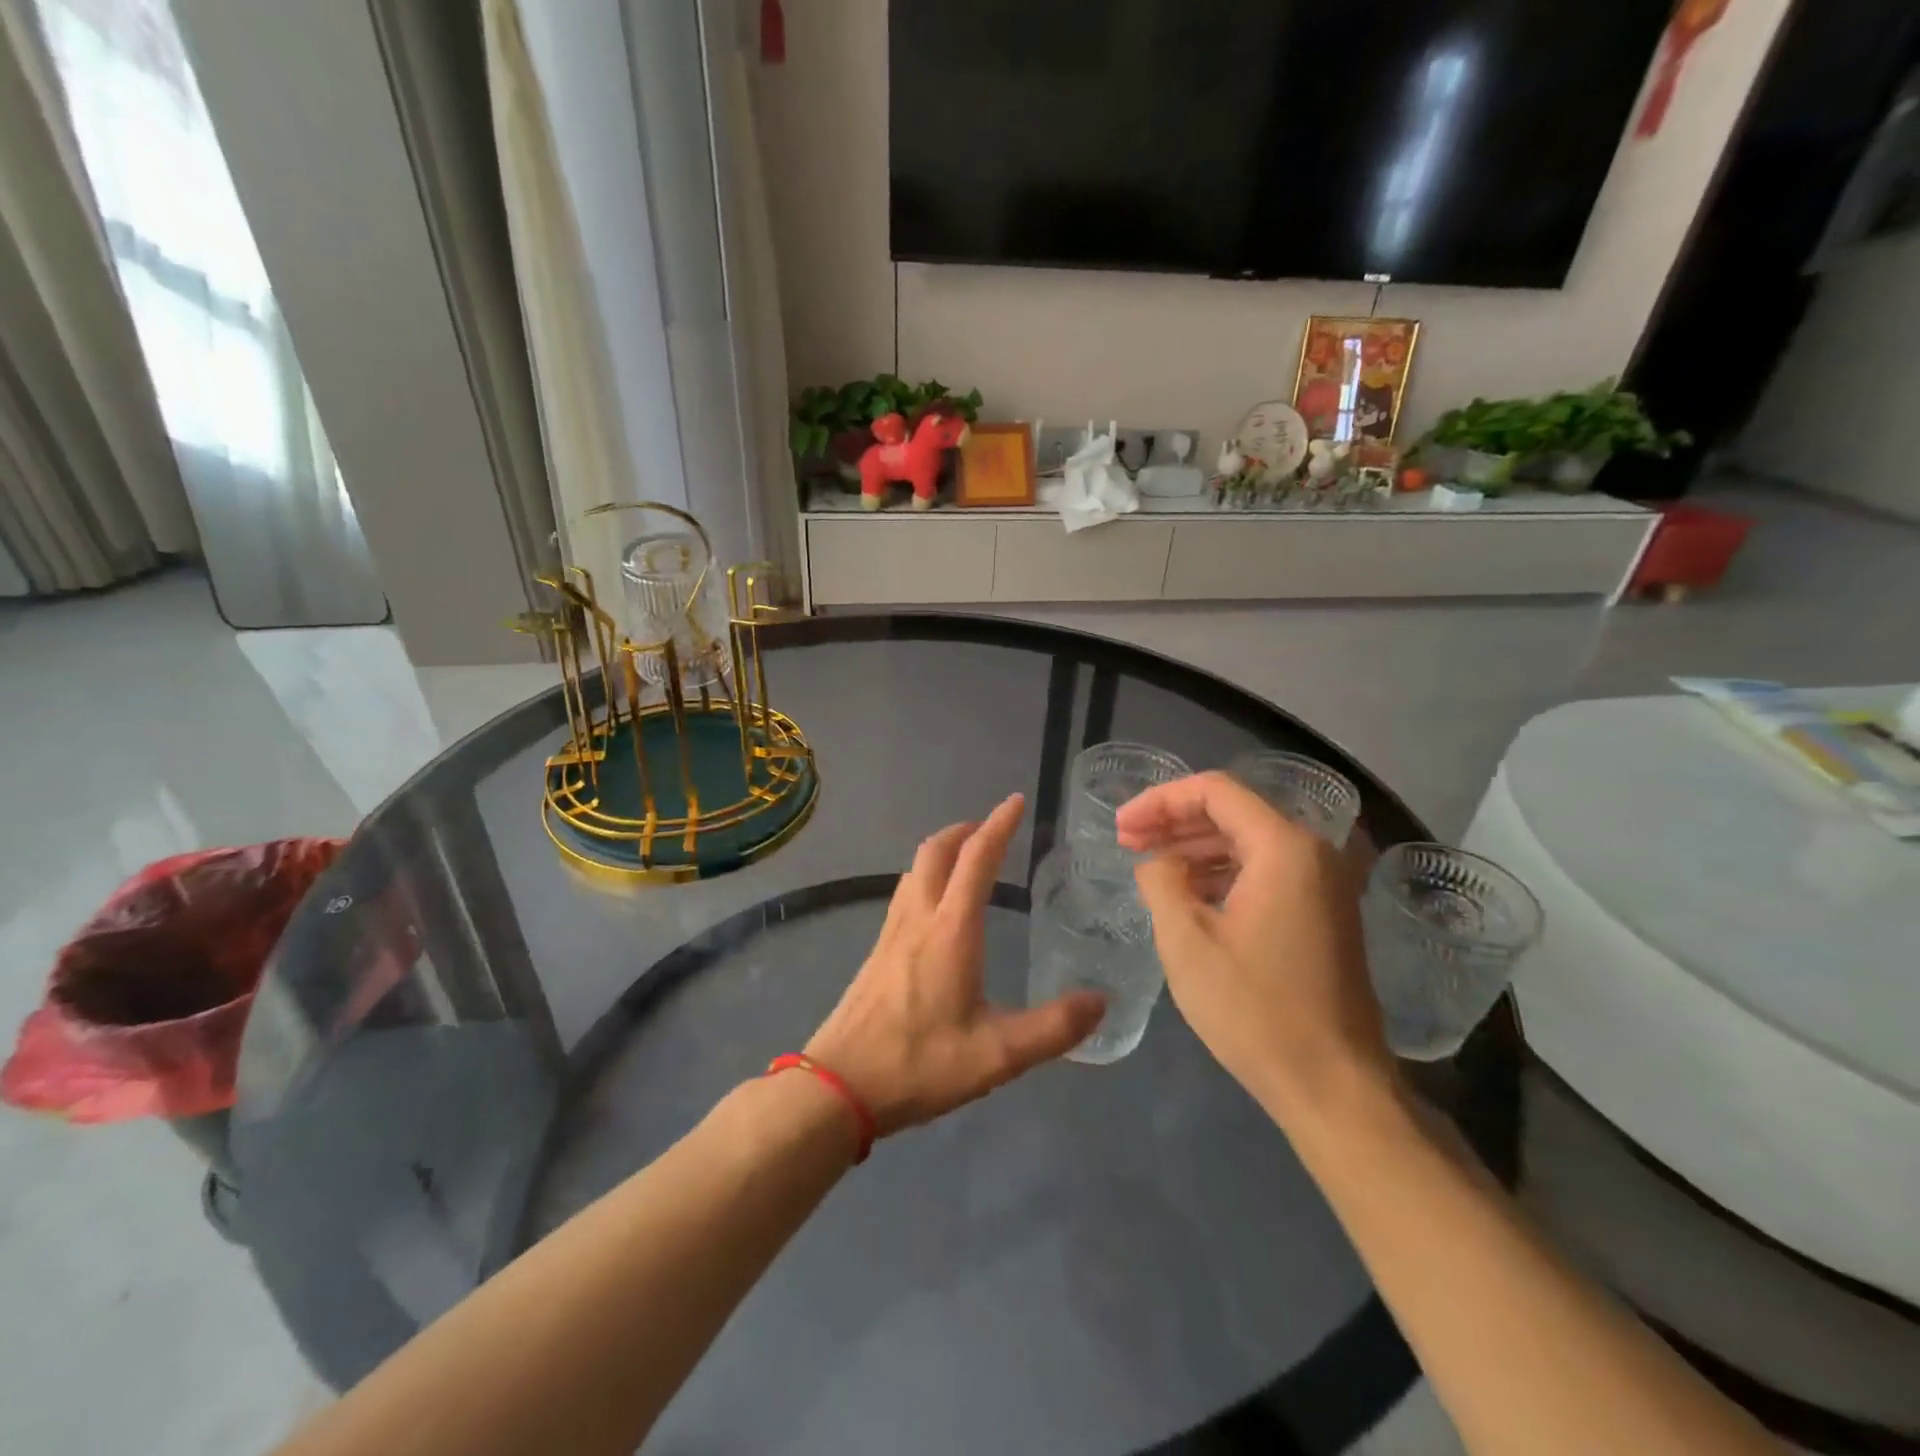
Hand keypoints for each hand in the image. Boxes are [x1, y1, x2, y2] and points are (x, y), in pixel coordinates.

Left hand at [806, 794, 1105, 1136]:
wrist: (839, 1086)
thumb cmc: (919, 1064)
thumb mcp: (998, 1055)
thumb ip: (1053, 1028)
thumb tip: (1101, 1001)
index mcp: (951, 930)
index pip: (977, 859)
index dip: (999, 825)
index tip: (1016, 801)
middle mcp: (918, 918)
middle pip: (936, 851)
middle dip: (965, 830)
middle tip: (992, 828)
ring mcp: (891, 933)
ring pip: (914, 870)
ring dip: (942, 851)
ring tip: (967, 859)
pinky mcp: (877, 951)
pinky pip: (904, 894)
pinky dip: (926, 878)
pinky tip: (935, 908)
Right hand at [1117, 771, 1392, 1125]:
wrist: (1334, 1087)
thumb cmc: (1254, 1010)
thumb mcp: (1187, 941)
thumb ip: (1161, 882)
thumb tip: (1158, 863)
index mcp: (1283, 848)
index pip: (1214, 791)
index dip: (1160, 800)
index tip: (1121, 826)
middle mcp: (1313, 853)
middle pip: (1233, 812)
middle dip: (1174, 822)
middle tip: (1127, 842)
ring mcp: (1325, 884)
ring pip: (1248, 842)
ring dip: (1196, 848)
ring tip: (1149, 866)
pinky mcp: (1325, 913)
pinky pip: (1266, 872)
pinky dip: (1223, 873)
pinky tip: (1189, 895)